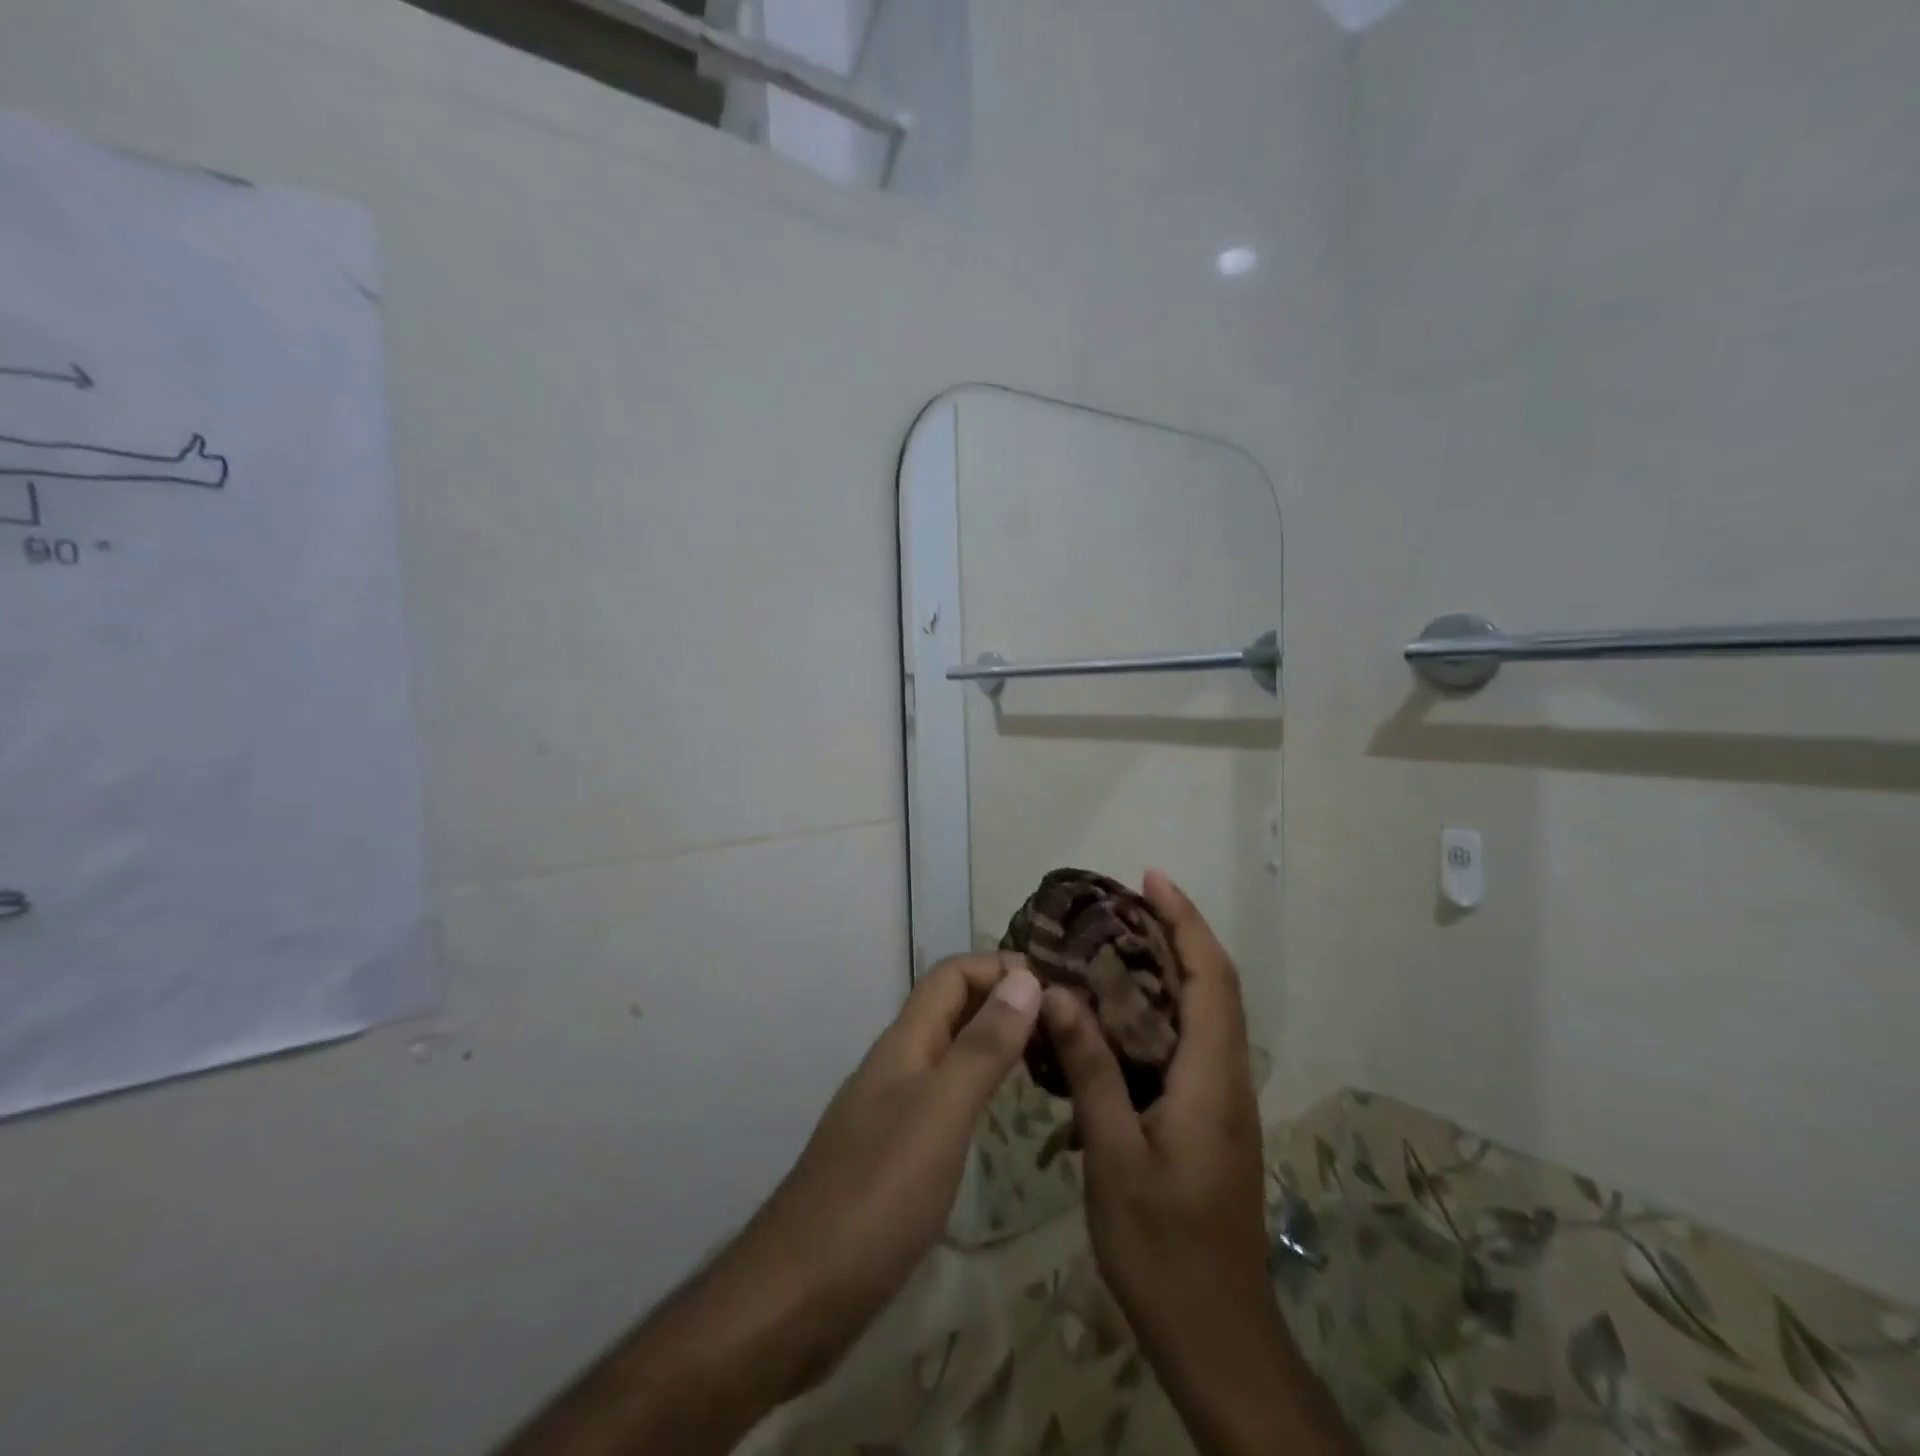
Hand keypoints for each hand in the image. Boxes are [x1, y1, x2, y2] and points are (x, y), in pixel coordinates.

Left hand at [737, 951, 1042, 1389]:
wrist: (798, 1295)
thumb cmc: (876, 1195)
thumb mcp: (941, 1113)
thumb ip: (982, 1046)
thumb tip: (1026, 977)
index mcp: (904, 1044)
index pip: (952, 975)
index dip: (999, 968)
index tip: (1056, 986)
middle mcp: (897, 1066)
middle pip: (951, 1008)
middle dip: (1003, 1001)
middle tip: (1064, 1023)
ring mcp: (891, 1111)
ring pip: (949, 1052)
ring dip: (995, 1042)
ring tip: (1048, 1059)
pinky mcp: (893, 1155)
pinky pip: (944, 1096)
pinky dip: (980, 1086)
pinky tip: (1003, 1113)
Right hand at [1042, 873, 1319, 1455]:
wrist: (1219, 1338)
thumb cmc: (1164, 1249)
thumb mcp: (1115, 1157)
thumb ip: (1092, 1070)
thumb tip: (1060, 995)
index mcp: (1212, 1078)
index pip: (1210, 976)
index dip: (1184, 920)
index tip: (1150, 878)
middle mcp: (1228, 1078)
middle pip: (1215, 985)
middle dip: (1179, 933)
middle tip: (1123, 903)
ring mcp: (1224, 1101)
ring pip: (1206, 1013)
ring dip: (1173, 968)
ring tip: (1117, 943)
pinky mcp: (1212, 1121)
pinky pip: (1192, 1043)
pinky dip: (1163, 1009)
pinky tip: (1119, 1018)